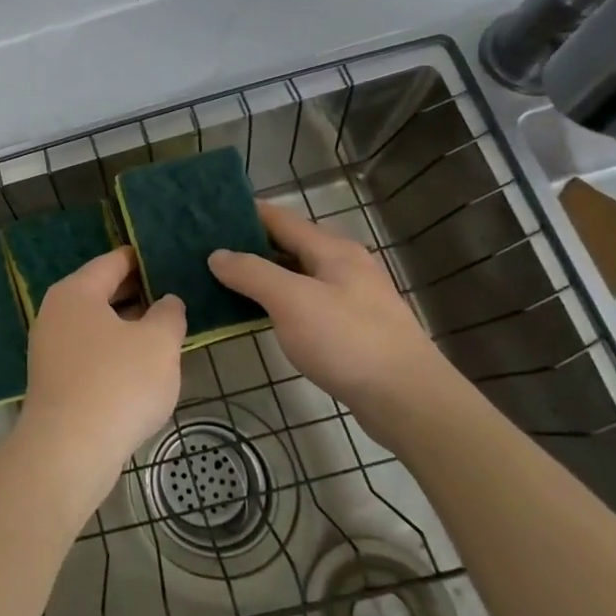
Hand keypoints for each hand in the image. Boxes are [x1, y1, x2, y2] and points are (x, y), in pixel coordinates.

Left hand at [12, 247, 183, 515]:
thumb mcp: (159, 343)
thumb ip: (169, 315)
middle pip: (101, 292)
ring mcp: (49, 347)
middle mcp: (55, 312)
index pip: (113, 262)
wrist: (69, 451)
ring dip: (127, 326)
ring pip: (96, 325)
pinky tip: (139, 367)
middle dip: (137, 294)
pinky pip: (89, 352)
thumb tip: (167, 302)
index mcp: (76, 291)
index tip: (169, 259)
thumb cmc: (118, 384)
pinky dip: (113, 351)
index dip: (142, 259)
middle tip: (174, 295)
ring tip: (164, 331)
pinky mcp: (53, 380)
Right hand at [209, 202, 460, 441]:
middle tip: (205, 250)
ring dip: (262, 274)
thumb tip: (217, 254)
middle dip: (248, 245)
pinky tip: (258, 313)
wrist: (409, 401)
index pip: (279, 217)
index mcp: (331, 249)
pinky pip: (305, 301)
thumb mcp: (291, 301)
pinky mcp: (352, 327)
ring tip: (222, 280)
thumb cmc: (347, 341)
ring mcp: (350, 297)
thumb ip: (252, 273)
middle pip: (288, 244)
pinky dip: (278, 300)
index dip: (244, 213)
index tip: (207, 214)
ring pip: (296, 274)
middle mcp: (343, 265)